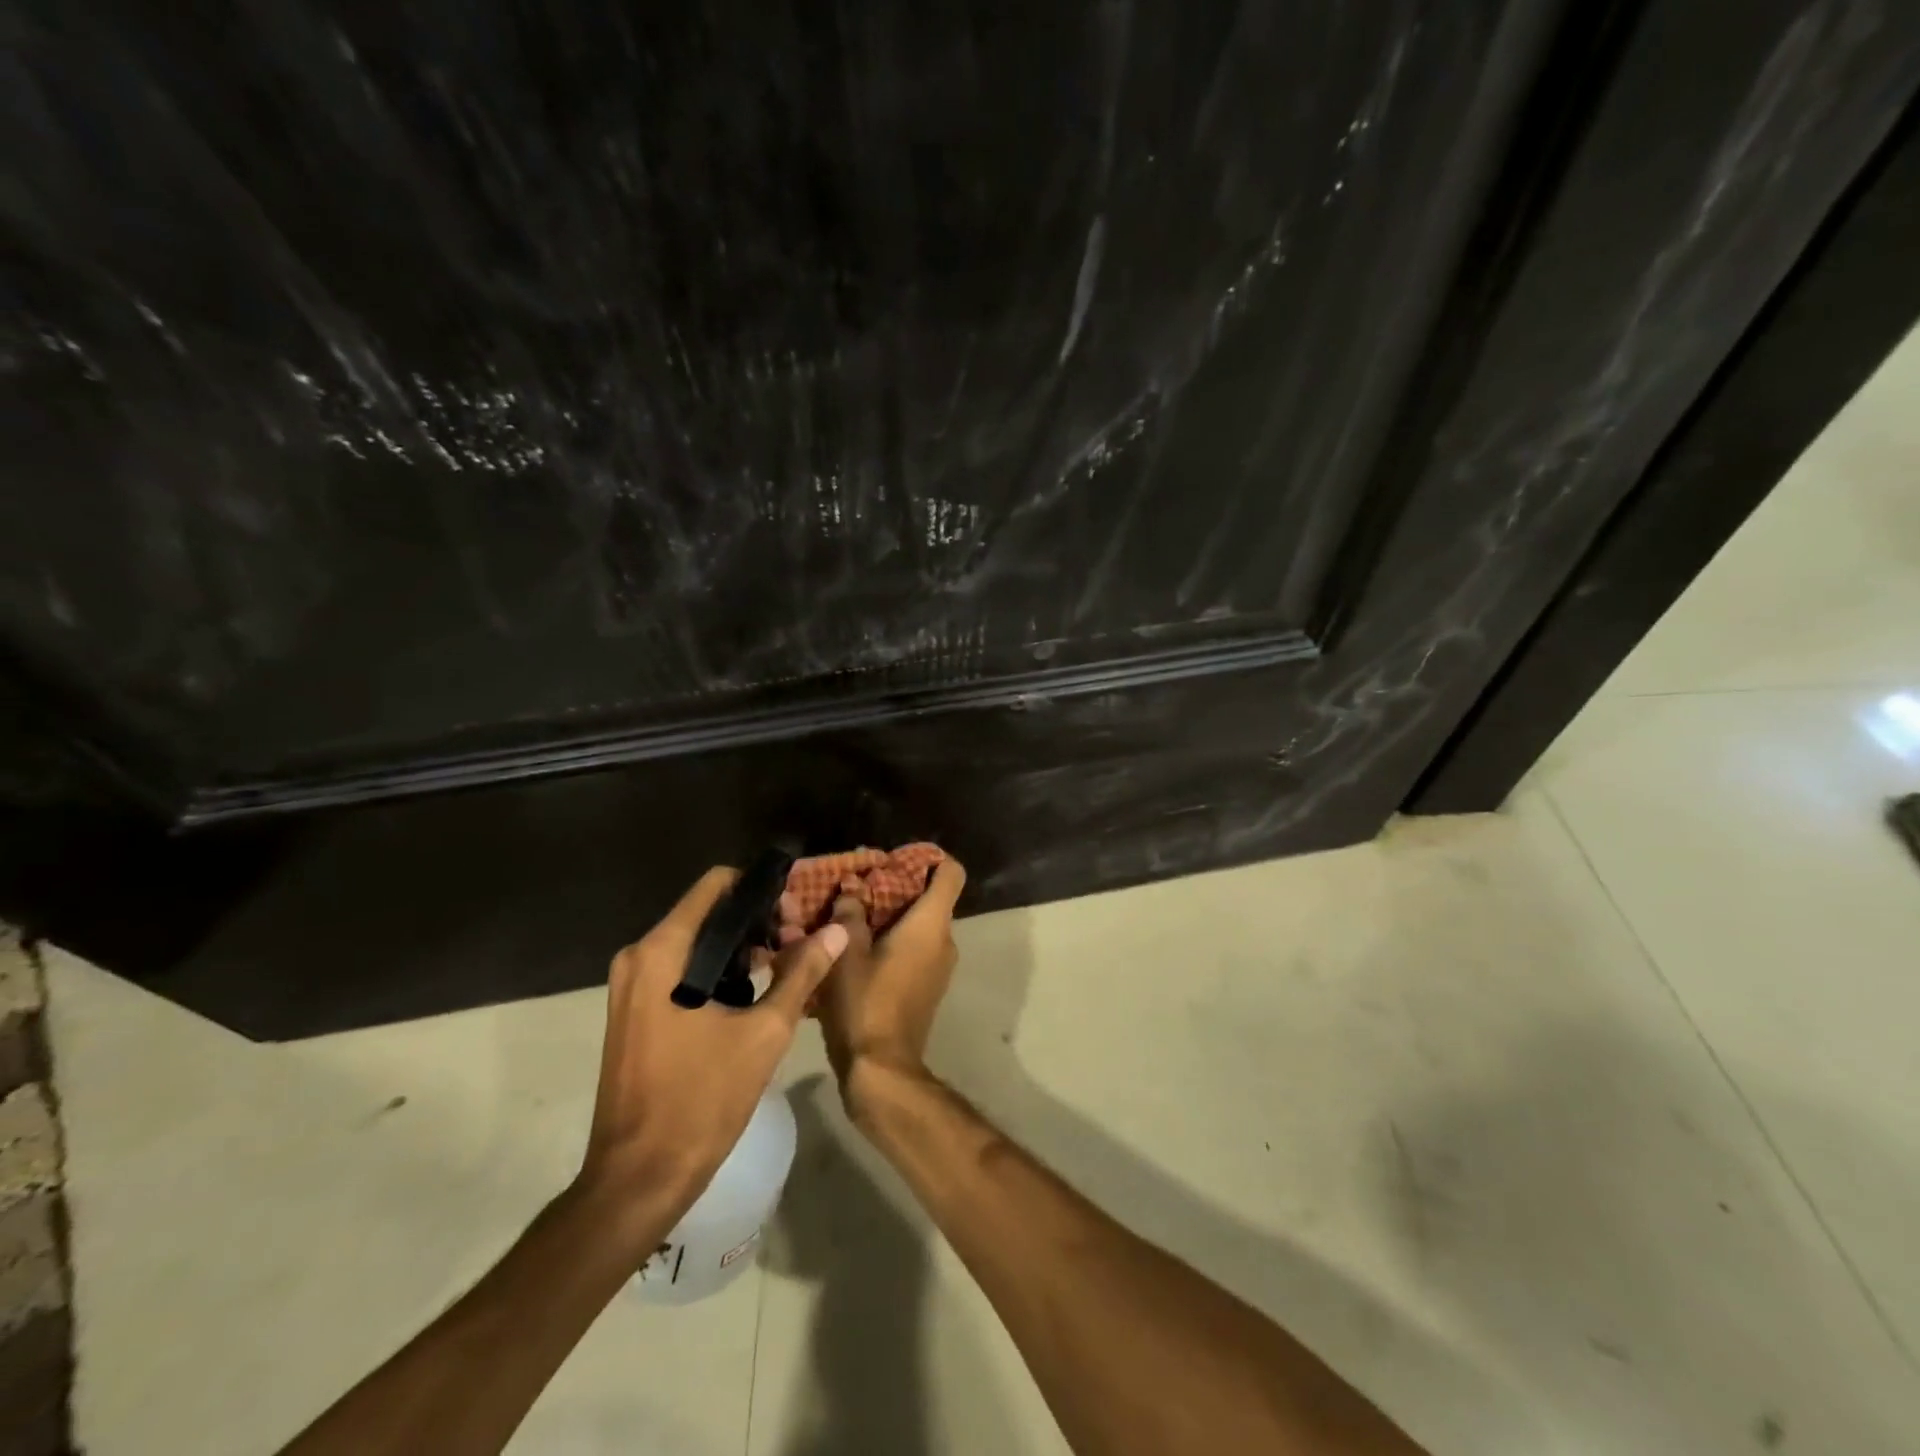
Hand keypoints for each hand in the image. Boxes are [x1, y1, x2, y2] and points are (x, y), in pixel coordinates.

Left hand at [580, 867, 849, 1234]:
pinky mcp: (634, 1009)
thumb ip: (802, 972)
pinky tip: (753, 994)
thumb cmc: (702, 1099)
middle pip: (708, 911)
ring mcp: (631, 985)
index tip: (796, 911)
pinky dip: (718, 970)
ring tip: (785, 969)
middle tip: (798, 945)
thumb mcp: (765, 1032)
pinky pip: (681, 968)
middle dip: (757, 921)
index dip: (761, 888)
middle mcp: (640, 956)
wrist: (639, 1178)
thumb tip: (837, 931)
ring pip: (696, 941)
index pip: (716, 884)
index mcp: (664, 950)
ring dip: (741, 947)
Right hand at [808, 858, 966, 1123]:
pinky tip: (855, 950)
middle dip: (895, 887)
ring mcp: (939, 966)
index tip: (895, 859)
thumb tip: (852, 889)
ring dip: (889, 917)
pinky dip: (891, 941)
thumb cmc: (865, 1003)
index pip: (950, 873)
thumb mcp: (847, 954)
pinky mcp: (927, 987)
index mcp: (931, 924)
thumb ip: (849, 915)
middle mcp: (944, 940)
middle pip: (930, 897)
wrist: (881, 1069)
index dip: (929, 858)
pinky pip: (915, 949)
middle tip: (857, 886)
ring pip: (919, 925)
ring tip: (848, 917)